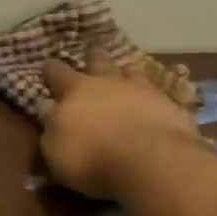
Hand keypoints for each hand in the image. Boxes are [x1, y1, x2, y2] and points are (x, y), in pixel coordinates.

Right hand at [39, 56, 204, 199]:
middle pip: (98, 61)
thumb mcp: (55, 148)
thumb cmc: (91, 157)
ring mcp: (142, 90)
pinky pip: (158, 92)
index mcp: (74, 90)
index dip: (50, 69)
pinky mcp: (170, 104)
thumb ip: (50, 124)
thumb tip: (46, 105)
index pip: (57, 72)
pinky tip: (153, 100)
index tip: (47, 65)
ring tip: (124, 74)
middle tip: (91, 54)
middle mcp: (107, 82)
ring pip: (131, 71)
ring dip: (125, 72)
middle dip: (92, 58)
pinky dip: (152, 94)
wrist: (151, 161)